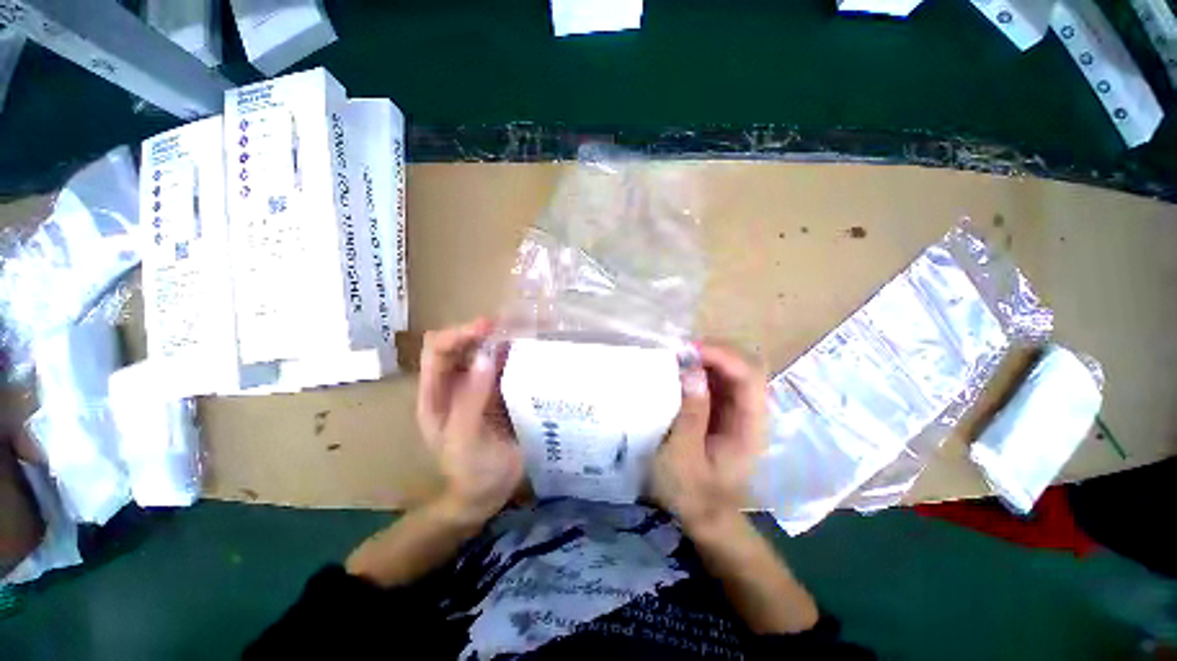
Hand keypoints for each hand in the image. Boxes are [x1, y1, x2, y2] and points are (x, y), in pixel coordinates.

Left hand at [417, 318, 523, 524]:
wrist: (490, 492)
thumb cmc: (471, 470)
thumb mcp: (466, 438)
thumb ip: (472, 398)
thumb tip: (485, 355)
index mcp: (436, 394)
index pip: (438, 350)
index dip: (460, 333)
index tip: (488, 327)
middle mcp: (456, 383)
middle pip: (463, 345)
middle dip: (484, 330)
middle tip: (513, 323)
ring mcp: (480, 386)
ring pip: (487, 352)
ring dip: (503, 339)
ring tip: (526, 329)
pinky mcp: (501, 391)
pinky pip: (507, 366)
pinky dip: (517, 355)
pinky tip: (533, 349)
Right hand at [651, 343, 766, 536]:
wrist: (701, 515)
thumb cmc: (692, 492)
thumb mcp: (684, 457)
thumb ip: (690, 414)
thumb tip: (691, 371)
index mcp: (750, 426)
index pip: (750, 376)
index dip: (722, 356)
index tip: (687, 351)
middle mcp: (749, 410)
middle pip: (745, 364)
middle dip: (714, 350)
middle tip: (678, 350)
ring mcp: (736, 408)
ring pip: (730, 367)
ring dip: (705, 356)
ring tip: (675, 356)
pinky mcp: (721, 408)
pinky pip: (715, 377)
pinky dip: (698, 367)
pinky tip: (678, 368)